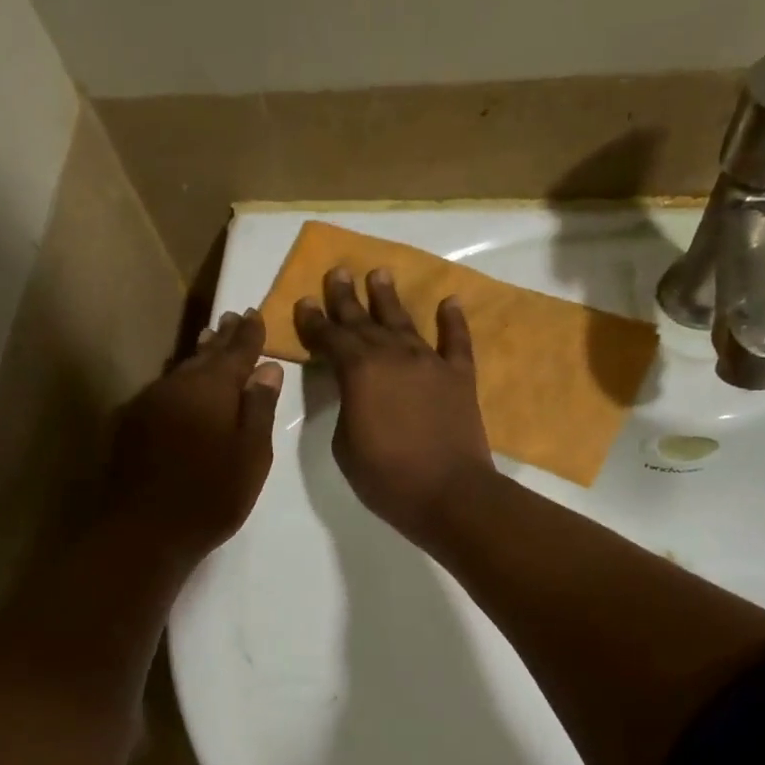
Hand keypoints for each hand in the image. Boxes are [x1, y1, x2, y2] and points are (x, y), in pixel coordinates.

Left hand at [106, 308, 283, 566]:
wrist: (144, 529)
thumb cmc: (212, 495)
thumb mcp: (251, 454)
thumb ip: (259, 408)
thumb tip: (267, 368)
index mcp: (212, 388)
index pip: (236, 351)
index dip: (249, 334)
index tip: (256, 314)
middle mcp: (177, 385)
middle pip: (204, 354)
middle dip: (222, 338)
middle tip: (233, 318)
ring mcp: (149, 402)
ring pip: (181, 370)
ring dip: (198, 356)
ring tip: (209, 341)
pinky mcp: (131, 423)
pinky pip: (163, 390)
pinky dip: (179, 382)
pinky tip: (181, 386)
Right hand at [294, 267, 494, 543]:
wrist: (449, 493)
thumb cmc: (386, 476)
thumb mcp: (345, 444)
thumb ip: (346, 407)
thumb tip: (355, 390)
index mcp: (359, 371)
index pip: (330, 338)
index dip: (315, 321)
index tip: (305, 300)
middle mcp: (393, 355)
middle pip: (364, 321)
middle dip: (347, 297)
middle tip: (338, 272)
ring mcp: (430, 363)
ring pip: (405, 322)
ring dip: (389, 298)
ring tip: (379, 273)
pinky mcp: (459, 377)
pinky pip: (456, 341)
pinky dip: (453, 321)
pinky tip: (450, 302)